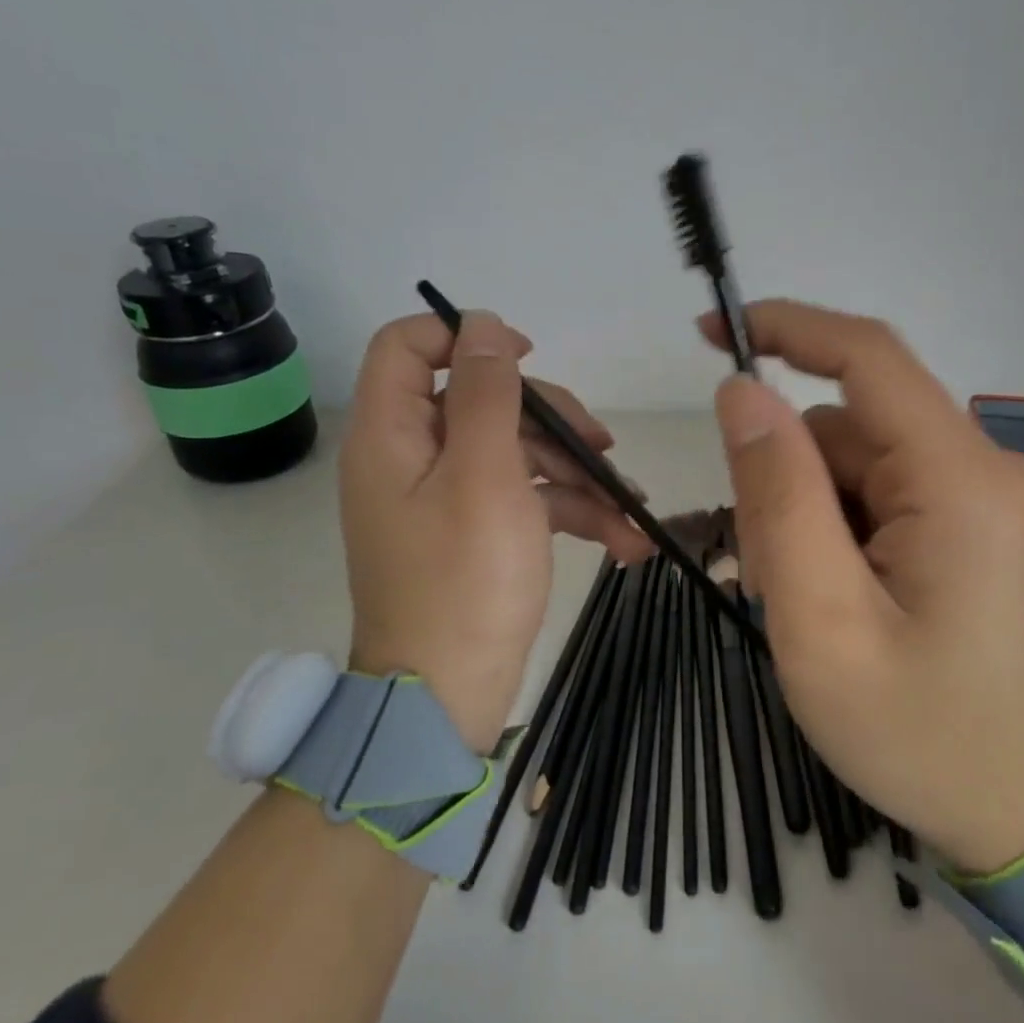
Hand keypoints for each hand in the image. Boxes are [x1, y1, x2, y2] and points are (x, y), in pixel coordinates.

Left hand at [339, 309, 652, 751]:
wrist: (447, 699)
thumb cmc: (465, 580)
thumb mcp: (485, 474)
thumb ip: (488, 393)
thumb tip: (482, 323)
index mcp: (394, 434)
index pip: (409, 346)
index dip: (467, 337)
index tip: (528, 358)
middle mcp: (413, 457)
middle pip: (484, 401)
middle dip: (552, 420)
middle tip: (603, 447)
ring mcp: (446, 497)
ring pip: (517, 451)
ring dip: (577, 474)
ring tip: (629, 507)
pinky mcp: (476, 531)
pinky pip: (525, 498)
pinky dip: (571, 511)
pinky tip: (623, 541)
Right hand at [705, 301, 1023, 871]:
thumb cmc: (918, 734)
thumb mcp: (821, 622)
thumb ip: (778, 497)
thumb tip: (742, 392)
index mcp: (960, 481)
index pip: (868, 357)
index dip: (787, 328)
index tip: (710, 334)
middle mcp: (988, 468)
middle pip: (852, 428)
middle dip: (788, 481)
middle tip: (765, 575)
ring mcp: (990, 497)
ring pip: (862, 464)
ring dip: (811, 515)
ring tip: (806, 604)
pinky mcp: (982, 524)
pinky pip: (889, 493)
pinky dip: (843, 530)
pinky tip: (840, 598)